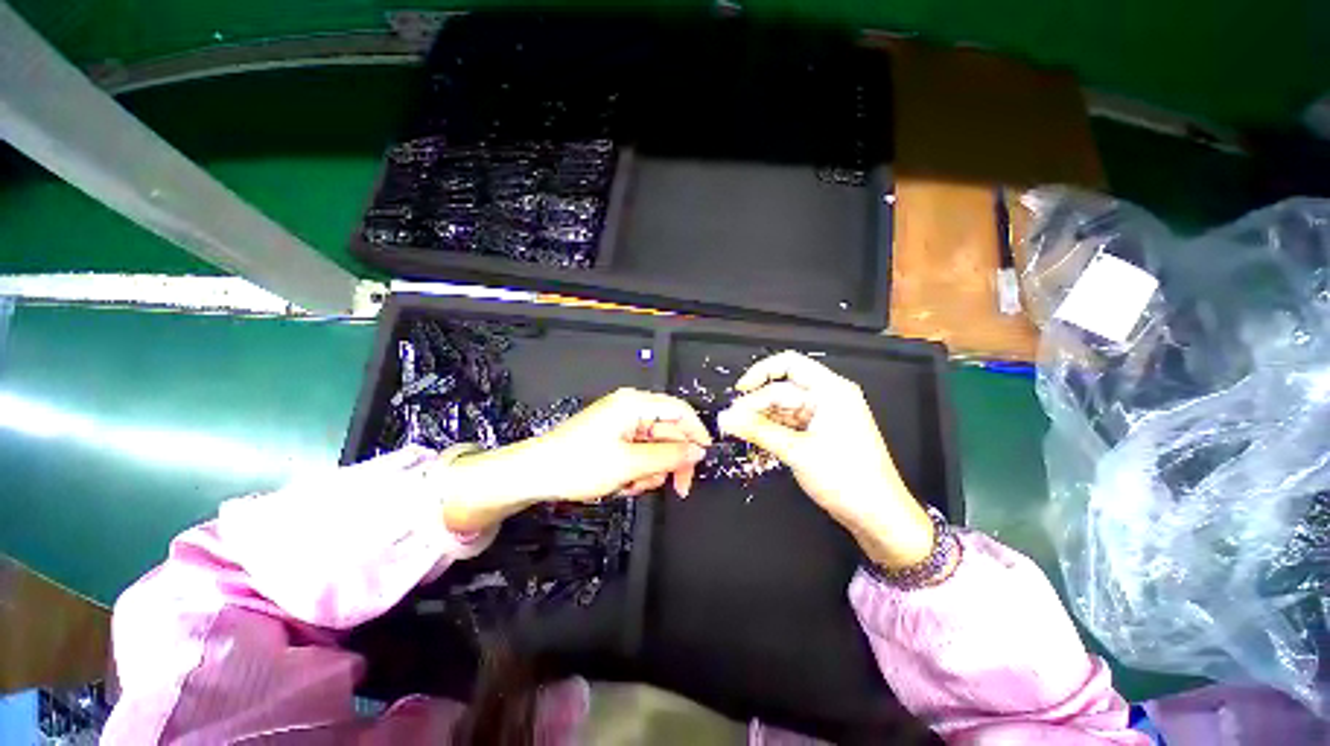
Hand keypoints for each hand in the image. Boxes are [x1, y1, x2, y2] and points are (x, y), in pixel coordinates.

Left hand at [441, 389, 711, 531]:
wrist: (535, 474)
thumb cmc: (580, 464)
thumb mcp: (630, 464)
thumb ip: (669, 456)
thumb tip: (699, 452)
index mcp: (636, 404)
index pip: (680, 411)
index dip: (697, 433)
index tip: (704, 460)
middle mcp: (632, 409)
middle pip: (669, 433)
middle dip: (668, 462)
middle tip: (675, 489)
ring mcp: (622, 424)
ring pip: (655, 448)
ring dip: (651, 470)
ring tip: (631, 485)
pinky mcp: (615, 438)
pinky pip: (639, 454)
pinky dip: (637, 471)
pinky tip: (622, 483)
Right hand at [717, 352, 933, 569]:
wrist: (878, 516)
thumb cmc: (845, 478)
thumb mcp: (796, 451)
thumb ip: (758, 430)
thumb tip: (726, 417)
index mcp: (830, 390)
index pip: (788, 365)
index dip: (760, 374)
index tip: (738, 392)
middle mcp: (828, 397)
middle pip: (783, 388)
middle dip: (757, 403)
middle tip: (733, 421)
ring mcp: (825, 416)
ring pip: (784, 407)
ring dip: (762, 418)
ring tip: (740, 431)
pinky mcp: (821, 433)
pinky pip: (790, 423)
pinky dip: (773, 429)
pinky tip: (757, 438)